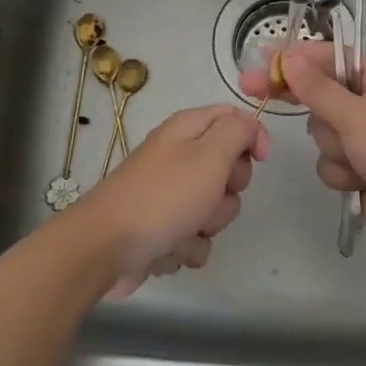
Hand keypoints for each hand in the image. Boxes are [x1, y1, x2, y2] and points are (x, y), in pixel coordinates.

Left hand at [66, 105, 267, 296]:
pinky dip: (186, 247)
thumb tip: (250, 126)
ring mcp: (169, 195)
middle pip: (228, 169)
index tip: (260, 160)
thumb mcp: (209, 155)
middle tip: (209, 195)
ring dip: (206, 225)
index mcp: (187, 130)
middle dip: (227, 191)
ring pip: (214, 209)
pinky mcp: (163, 229)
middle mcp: (178, 157)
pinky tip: (167, 248)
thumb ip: (237, 132)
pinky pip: (194, 238)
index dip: (252, 136)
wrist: (106, 248)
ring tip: (183, 229)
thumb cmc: (163, 197)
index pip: (233, 118)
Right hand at [239, 41, 365, 258]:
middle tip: (253, 90)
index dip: (296, 57)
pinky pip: (331, 161)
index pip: (330, 58)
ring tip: (356, 158)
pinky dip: (342, 172)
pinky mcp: (361, 168)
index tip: (262, 59)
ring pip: (322, 133)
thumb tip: (289, 57)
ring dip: (333, 148)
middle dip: (303, 102)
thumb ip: (317, 88)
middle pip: (320, 94)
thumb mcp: (356, 114)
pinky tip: (360, 181)